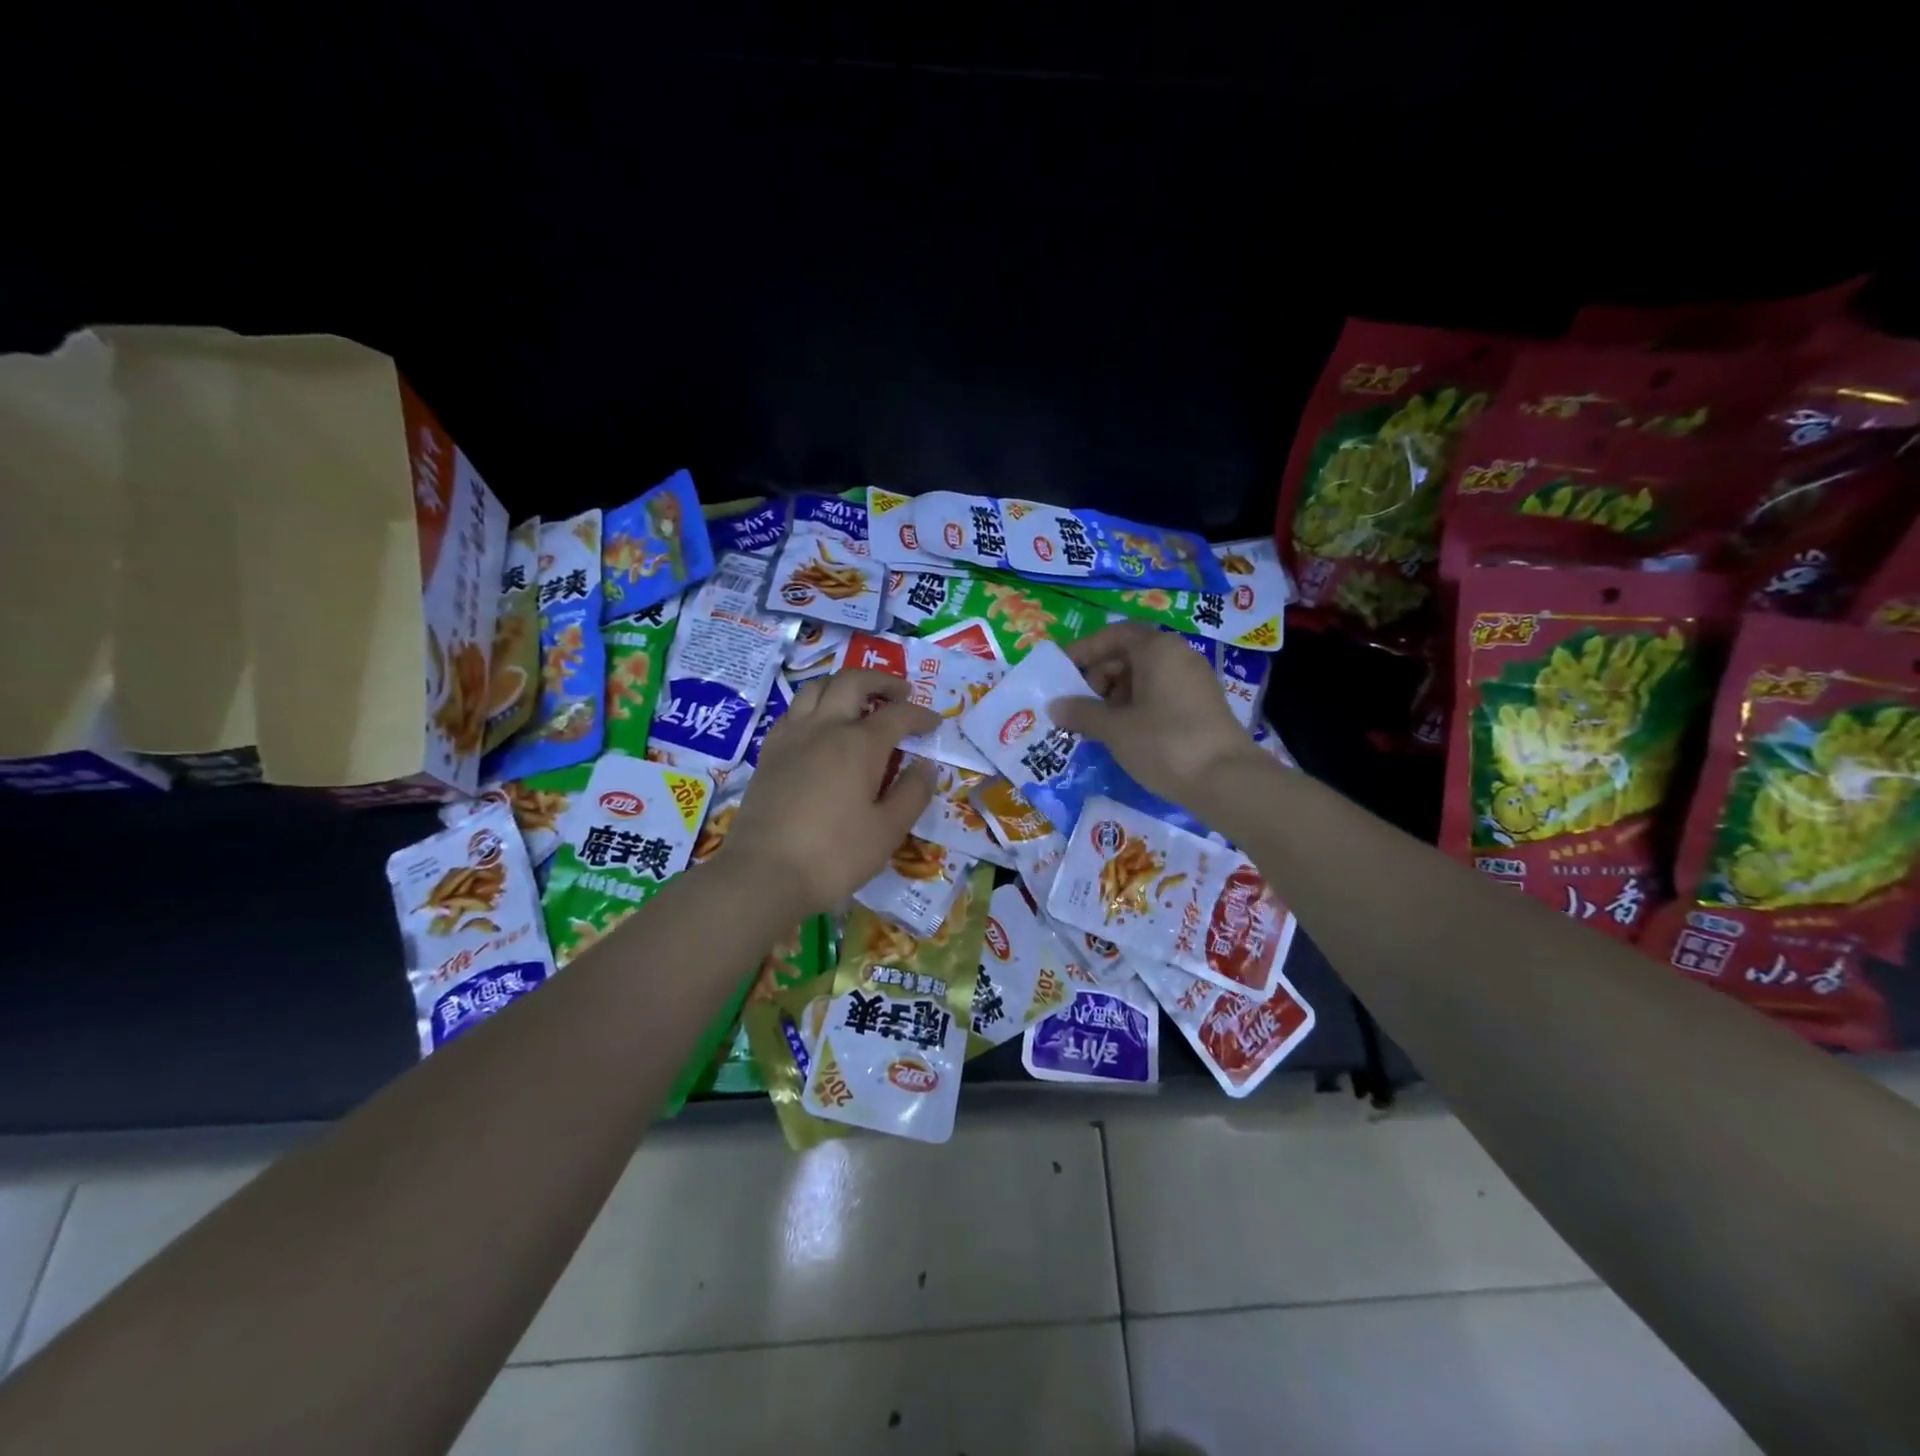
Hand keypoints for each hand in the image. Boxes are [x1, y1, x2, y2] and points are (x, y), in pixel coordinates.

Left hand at [717, 669, 939, 916]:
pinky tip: (820, 726)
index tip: (935, 723)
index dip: (920, 715)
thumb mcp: (888, 831)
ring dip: (843, 685)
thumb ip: (912, 794)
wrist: (764, 873)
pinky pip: (793, 711)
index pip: (898, 714)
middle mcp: (825, 728)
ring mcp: (792, 737)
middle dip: (881, 681)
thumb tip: (926, 766)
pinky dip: (814, 706)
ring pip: (817, 688)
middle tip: (900, 692)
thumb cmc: (835, 855)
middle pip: (853, 682)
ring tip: (859, 700)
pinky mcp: (769, 752)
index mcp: (860, 744)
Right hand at [1051, 623, 1266, 807]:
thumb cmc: (1164, 743)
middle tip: (1078, 704)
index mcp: (1157, 649)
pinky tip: (1124, 733)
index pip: (1114, 635)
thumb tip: (1055, 706)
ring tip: (1097, 723)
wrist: (1227, 780)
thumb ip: (1082, 712)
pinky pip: (1160, 693)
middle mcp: (1178, 655)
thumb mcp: (1115, 729)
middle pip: (1129, 654)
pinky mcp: (1202, 705)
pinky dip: (1137, 706)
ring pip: (1145, 676)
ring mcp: (1194, 680)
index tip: (1062, 672)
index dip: (1084, 651)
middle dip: (1099, 676)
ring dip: (1116, 694)